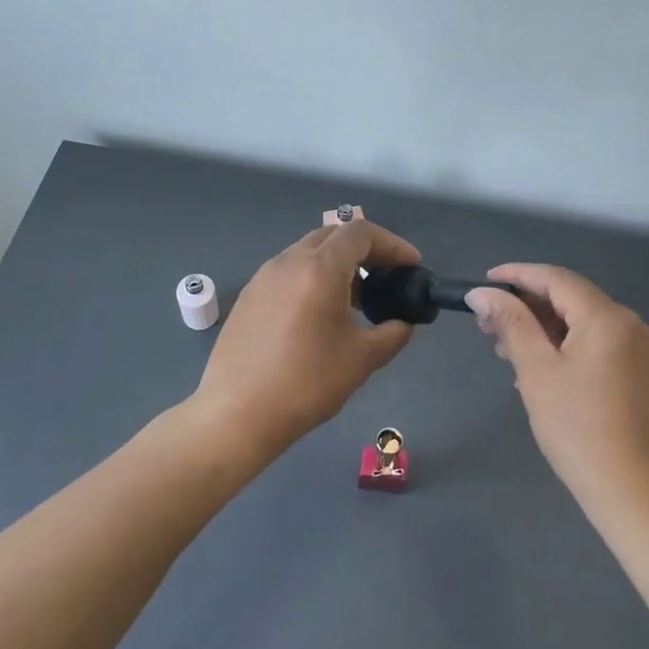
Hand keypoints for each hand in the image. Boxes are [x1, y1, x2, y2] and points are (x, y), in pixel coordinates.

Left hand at [193, 221, 422, 453]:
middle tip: (387, 278)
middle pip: (333, 235)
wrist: (236, 414)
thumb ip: (392, 334)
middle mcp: (289, 261)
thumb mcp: (361, 359)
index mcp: (319, 269)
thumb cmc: (306, 383)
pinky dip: (313, 278)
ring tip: (356, 300)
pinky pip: (288, 272)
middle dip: (365, 250)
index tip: (411, 267)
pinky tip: (319, 315)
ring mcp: (263, 277)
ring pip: (308, 252)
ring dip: (337, 264)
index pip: (361, 233)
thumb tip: (404, 324)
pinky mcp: (248, 296)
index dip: (393, 244)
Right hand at [465, 264, 648, 517]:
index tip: (484, 281)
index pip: (556, 278)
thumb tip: (483, 293)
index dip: (517, 275)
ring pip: (581, 322)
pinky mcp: (639, 373)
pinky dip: (563, 345)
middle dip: (526, 305)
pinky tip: (536, 365)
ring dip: (542, 327)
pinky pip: (595, 343)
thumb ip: (511, 324)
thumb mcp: (537, 372)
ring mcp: (638, 349)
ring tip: (503, 346)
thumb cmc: (578, 429)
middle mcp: (629, 324)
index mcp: (607, 317)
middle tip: (486, 322)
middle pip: (570, 298)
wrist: (635, 492)